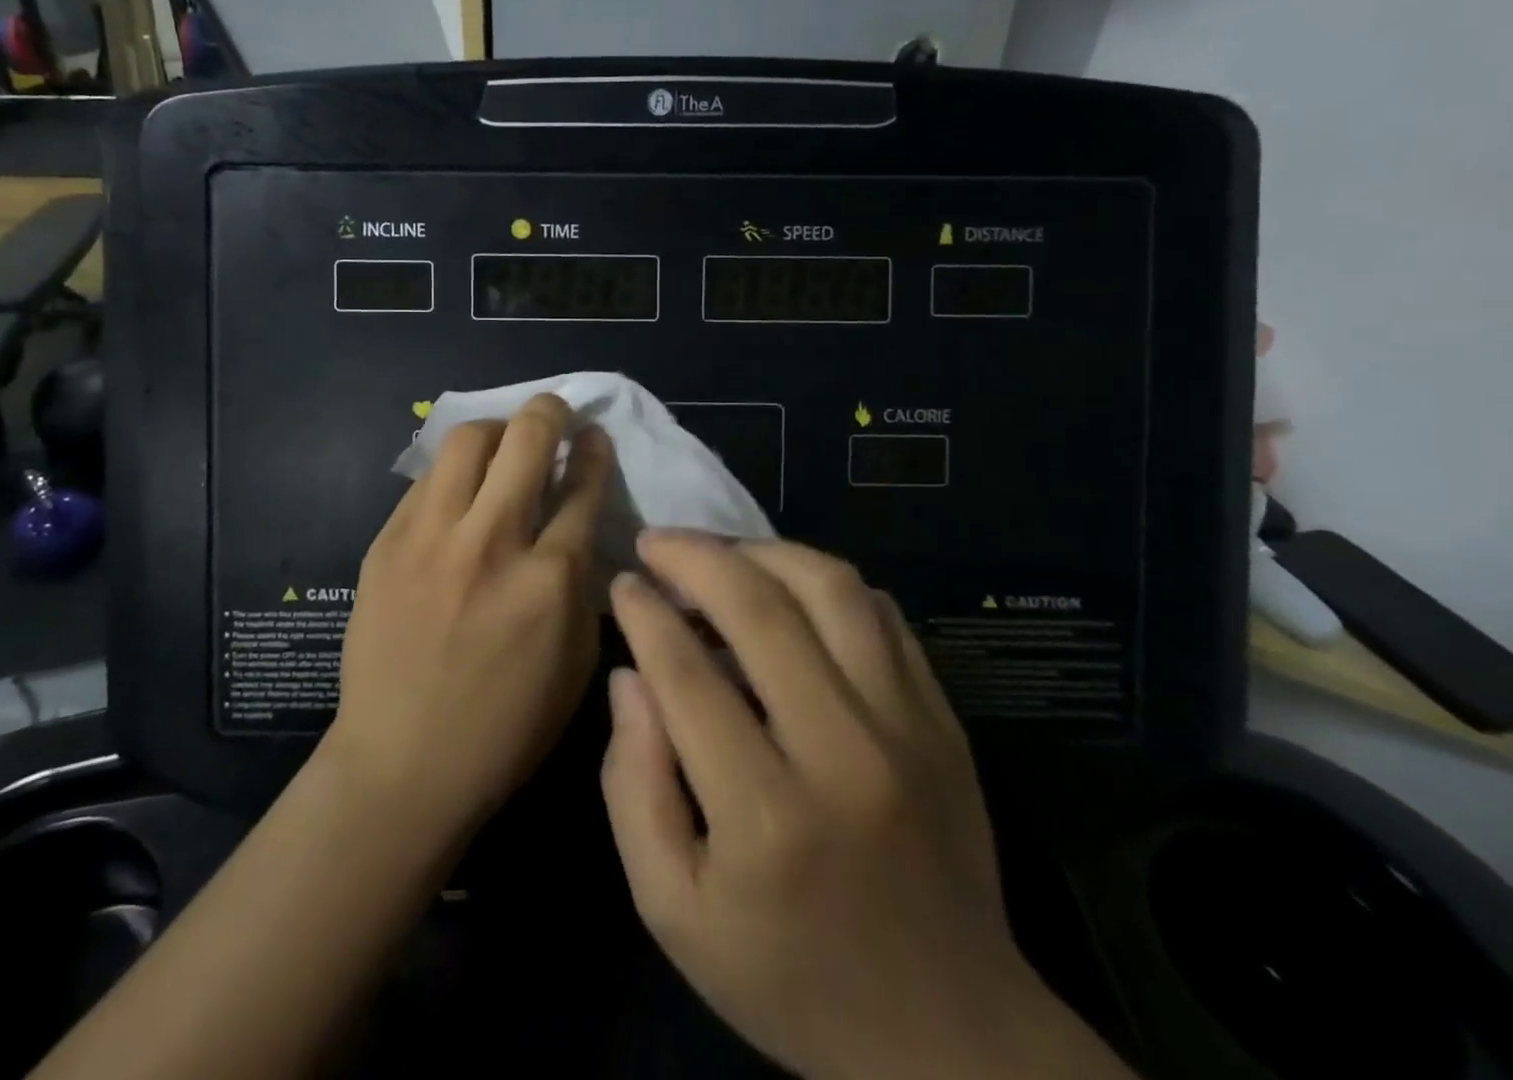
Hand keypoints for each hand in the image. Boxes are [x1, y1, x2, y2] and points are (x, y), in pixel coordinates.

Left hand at [326, 393, 612, 838]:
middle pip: (526, 440)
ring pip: (467, 441)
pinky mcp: (387, 542)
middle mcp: (491, 543)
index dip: (595, 451)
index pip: (582, 487)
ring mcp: (431, 538)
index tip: (594, 436)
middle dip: (550, 411)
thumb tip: (580, 527)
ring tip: (504, 443)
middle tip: (555, 411)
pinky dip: (453, 473)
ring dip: (496, 430)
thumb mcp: (576, 663)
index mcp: (550, 580)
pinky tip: (460, 490)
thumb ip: (583, 585)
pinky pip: (426, 480)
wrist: (402, 764)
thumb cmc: (505, 727)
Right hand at [603, 532, 1130, 1079]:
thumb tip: (629, 677)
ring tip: (721, 554)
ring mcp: (907, 729)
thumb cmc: (789, 977)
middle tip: (657, 542)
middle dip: (695, 556)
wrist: (949, 1037)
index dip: (644, 612)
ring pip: (832, 589)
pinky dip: (826, 583)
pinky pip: (883, 615)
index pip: (687, 672)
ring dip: (763, 552)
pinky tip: (789, 588)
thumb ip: (633, 786)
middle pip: (760, 609)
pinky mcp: (943, 721)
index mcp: (765, 813)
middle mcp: (843, 752)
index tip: (622, 583)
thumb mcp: (672, 909)